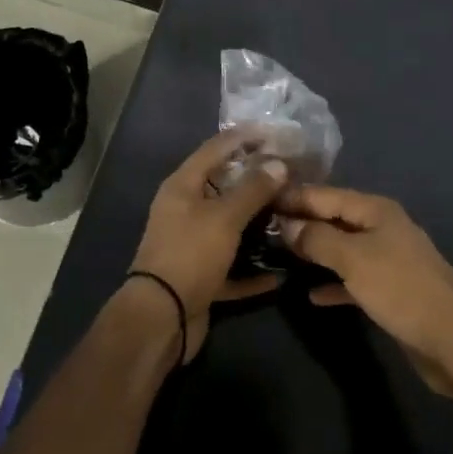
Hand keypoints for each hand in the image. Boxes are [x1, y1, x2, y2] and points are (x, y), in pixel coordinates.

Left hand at [129, 128, 288, 362]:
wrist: (160, 320)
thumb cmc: (190, 255)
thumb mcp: (224, 217)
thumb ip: (253, 189)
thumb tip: (278, 163)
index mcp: (183, 186)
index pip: (216, 148)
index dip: (245, 137)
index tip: (277, 134)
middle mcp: (185, 210)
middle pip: (225, 187)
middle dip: (257, 182)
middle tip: (292, 176)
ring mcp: (192, 245)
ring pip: (230, 227)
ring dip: (258, 225)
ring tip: (292, 216)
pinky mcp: (200, 277)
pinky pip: (232, 267)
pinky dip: (253, 269)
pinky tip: (281, 272)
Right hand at [276, 185, 452, 395]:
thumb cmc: (402, 290)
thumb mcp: (354, 260)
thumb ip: (317, 239)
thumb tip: (286, 223)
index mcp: (375, 210)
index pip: (325, 195)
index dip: (294, 197)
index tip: (259, 198)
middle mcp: (381, 227)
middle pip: (334, 219)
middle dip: (301, 222)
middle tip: (261, 228)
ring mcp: (387, 259)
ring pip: (342, 249)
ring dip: (314, 252)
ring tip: (277, 256)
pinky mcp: (391, 291)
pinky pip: (353, 279)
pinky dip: (333, 283)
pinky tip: (310, 295)